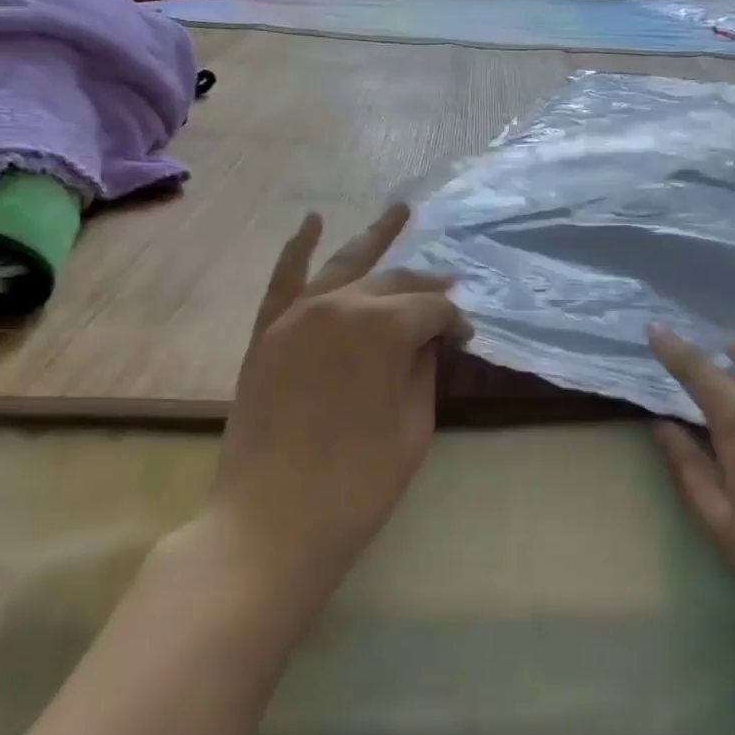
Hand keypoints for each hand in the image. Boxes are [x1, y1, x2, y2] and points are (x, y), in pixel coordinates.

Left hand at [199, 204, 470, 610]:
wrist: (272, 521)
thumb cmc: (359, 482)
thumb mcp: (414, 425)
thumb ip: (425, 368)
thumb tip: (431, 339)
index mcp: (384, 326)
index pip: (432, 311)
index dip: (455, 323)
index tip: (467, 341)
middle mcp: (340, 305)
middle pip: (393, 283)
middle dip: (426, 287)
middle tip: (450, 291)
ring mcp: (296, 316)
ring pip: (343, 265)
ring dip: (374, 238)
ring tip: (400, 212)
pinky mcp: (266, 334)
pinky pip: (283, 280)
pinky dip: (298, 248)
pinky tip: (314, 222)